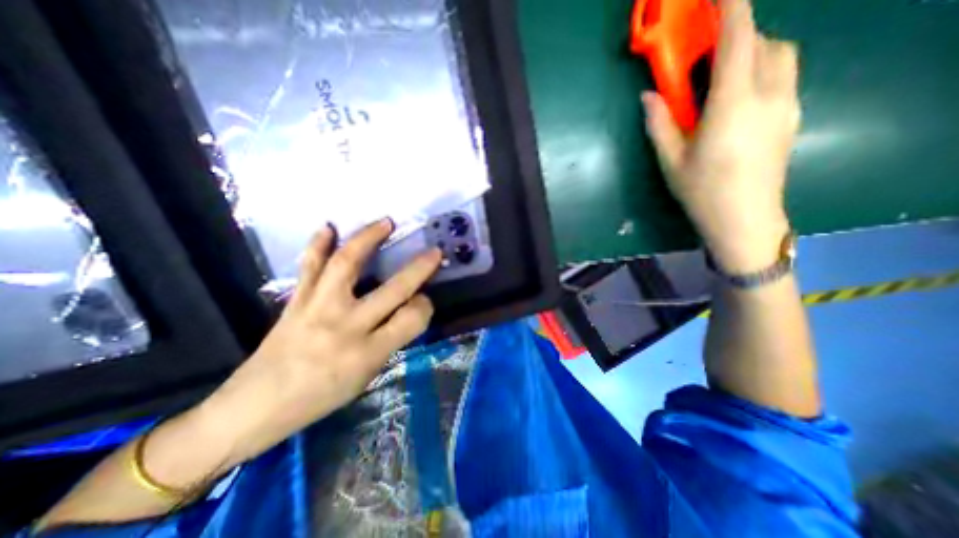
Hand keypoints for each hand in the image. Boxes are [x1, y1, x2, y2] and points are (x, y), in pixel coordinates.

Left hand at [190, 220, 445, 464]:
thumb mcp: (366, 376)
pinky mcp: (297, 300)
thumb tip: (408, 309)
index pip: (412, 319)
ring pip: (348, 264)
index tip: (424, 301)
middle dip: (419, 268)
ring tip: (385, 222)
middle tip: (433, 252)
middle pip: (393, 290)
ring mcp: (318, 308)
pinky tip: (329, 226)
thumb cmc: (320, 397)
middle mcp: (346, 326)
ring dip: (369, 238)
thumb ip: (390, 340)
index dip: (425, 307)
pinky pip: (309, 266)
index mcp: (368, 353)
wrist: (255, 407)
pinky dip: (319, 243)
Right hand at [643, 0, 803, 271]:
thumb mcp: (671, 161)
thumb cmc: (702, 192)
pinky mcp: (792, 116)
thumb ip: (660, 124)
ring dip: (752, 52)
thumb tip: (649, 96)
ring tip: (720, 78)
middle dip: (737, 35)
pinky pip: (783, 76)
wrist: (745, 219)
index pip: (738, 41)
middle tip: (704, 54)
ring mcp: (787, 105)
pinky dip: (761, 71)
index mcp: (732, 106)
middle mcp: (768, 96)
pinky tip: (737, 100)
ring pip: (780, 55)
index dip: (731, 9)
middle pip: (763, 42)